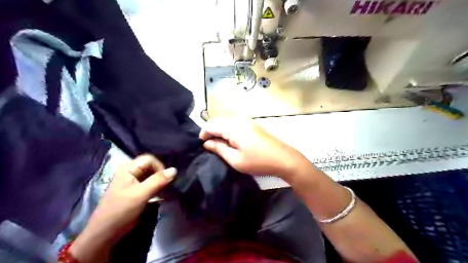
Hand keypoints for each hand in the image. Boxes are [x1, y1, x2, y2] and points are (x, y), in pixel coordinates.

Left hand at [70, 155, 176, 261]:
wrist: (106, 232)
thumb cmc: (121, 210)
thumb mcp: (141, 194)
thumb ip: (158, 181)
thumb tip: (175, 170)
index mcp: (128, 168)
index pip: (150, 159)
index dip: (160, 167)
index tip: (166, 180)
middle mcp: (131, 171)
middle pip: (152, 166)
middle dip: (161, 174)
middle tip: (167, 186)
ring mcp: (133, 181)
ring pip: (152, 175)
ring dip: (160, 181)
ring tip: (166, 190)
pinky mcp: (136, 190)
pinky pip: (150, 183)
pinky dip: (157, 187)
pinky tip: (161, 194)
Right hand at [198, 118, 305, 179]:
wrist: (283, 158)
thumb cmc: (258, 161)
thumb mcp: (236, 160)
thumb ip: (219, 149)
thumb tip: (207, 143)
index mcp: (233, 127)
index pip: (211, 125)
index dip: (204, 134)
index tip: (203, 146)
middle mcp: (239, 119)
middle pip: (218, 121)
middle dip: (211, 132)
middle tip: (210, 146)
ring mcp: (247, 120)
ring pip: (226, 121)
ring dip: (220, 131)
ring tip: (220, 145)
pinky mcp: (252, 123)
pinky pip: (234, 123)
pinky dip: (228, 130)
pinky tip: (231, 141)